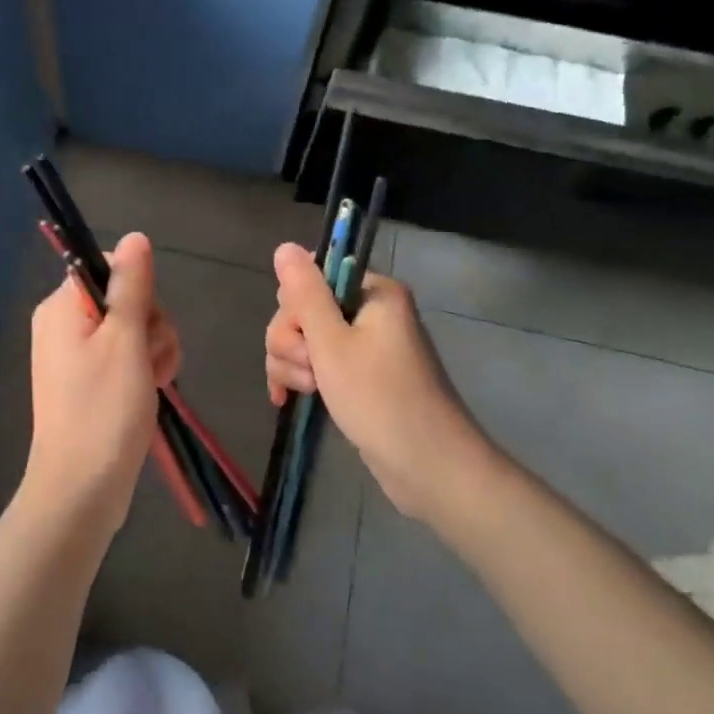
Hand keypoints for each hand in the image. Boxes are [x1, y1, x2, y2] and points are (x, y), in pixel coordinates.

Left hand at [25, 233, 180, 538]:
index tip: (144, 324)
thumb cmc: (103, 410)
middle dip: (151, 327)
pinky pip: (127, 358)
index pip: (110, 268)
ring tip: (152, 383)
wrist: (81, 489)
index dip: (139, 291)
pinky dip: (145, 371)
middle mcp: (64, 325)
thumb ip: (132, 285)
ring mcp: (77, 356)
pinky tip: (152, 392)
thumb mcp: (124, 340)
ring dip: (155, 351)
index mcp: (62, 307)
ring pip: (134, 330)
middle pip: (126, 299)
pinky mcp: (91, 382)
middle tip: (150, 361)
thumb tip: (134, 236)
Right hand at [264, 242, 486, 522]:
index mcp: (373, 292)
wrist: (428, 467)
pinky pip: (317, 363)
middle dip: (292, 341)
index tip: (303, 338)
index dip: (296, 308)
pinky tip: (287, 400)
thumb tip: (284, 246)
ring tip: (309, 392)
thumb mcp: (332, 343)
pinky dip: (301, 377)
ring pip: (304, 339)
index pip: (312, 277)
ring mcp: (365, 346)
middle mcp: (370, 311)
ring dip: (293, 364)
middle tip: (310, 372)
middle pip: (304, 309)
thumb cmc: (380, 399)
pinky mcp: (359, 376)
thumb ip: (305, 294)